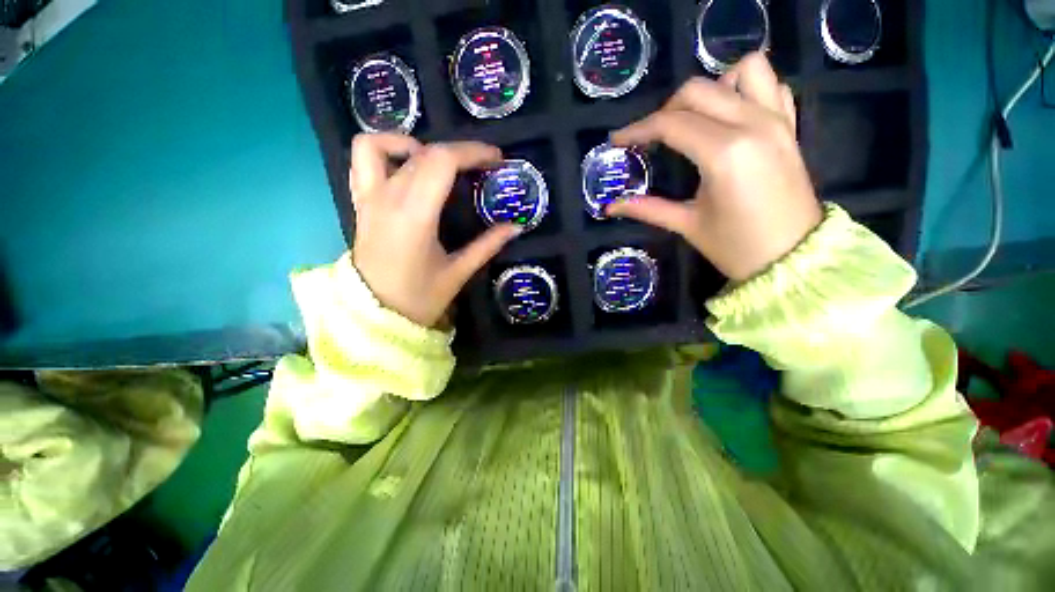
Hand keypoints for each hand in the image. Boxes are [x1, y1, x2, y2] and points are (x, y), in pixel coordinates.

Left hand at [349, 134, 520, 326]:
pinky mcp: (360, 203)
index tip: (496, 159)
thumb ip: (487, 246)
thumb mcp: (458, 273)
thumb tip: (516, 227)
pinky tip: (407, 166)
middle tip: (483, 165)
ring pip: (383, 146)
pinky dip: (385, 150)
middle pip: (424, 153)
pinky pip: (362, 160)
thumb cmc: (419, 298)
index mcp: (415, 216)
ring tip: (439, 163)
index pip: (442, 162)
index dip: (472, 152)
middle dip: (460, 151)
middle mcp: (388, 198)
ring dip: (416, 144)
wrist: (375, 314)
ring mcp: (369, 198)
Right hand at [609, 53, 821, 281]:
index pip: (671, 124)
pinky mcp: (790, 125)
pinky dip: (746, 89)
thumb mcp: (687, 225)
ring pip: (742, 71)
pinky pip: (771, 85)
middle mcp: (752, 124)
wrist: (793, 257)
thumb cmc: (736, 246)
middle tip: (651, 138)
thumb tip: (610, 208)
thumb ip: (647, 209)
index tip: (617, 140)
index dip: (637, 129)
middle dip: (665, 110)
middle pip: (698, 91)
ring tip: (695, 119)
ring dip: (711, 89)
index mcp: (724, 153)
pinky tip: (730, 115)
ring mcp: (777, 120)